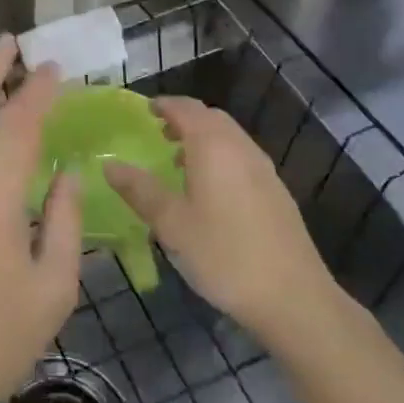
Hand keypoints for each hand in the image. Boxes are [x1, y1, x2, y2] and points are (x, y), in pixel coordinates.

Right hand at [107, 96, 340, 345]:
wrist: (293, 297)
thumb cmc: (224, 255)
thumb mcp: (171, 224)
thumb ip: (140, 190)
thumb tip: (109, 164)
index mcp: (213, 147)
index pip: (186, 108)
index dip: (163, 105)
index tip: (143, 110)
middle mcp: (241, 148)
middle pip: (211, 118)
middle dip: (183, 118)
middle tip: (158, 133)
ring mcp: (263, 169)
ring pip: (229, 137)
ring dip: (203, 138)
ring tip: (178, 161)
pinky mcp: (276, 192)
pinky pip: (241, 157)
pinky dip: (220, 157)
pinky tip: (209, 191)